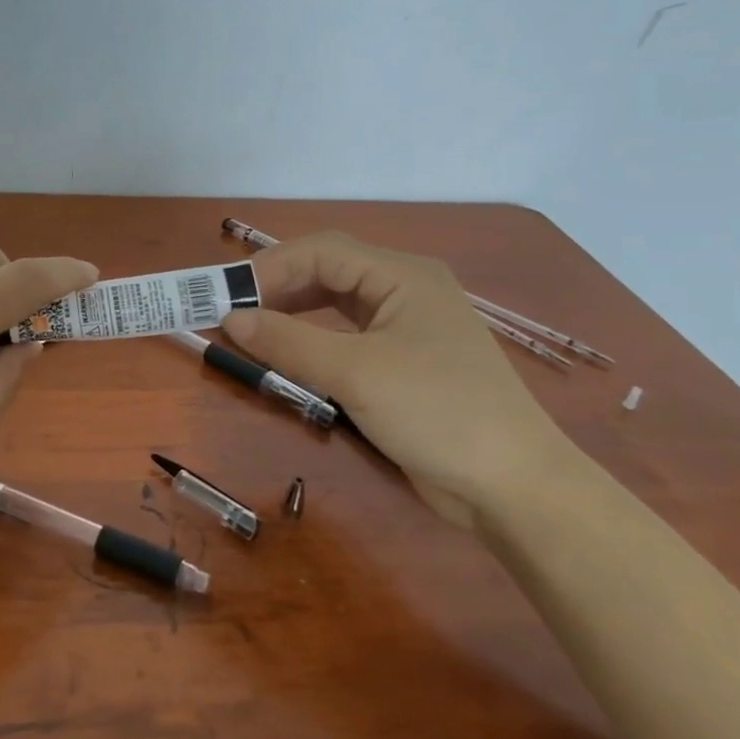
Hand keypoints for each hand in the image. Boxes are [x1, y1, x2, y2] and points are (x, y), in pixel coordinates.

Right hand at [219, 232, 577, 527]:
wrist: (513, 487)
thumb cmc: (437, 412)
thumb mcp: (355, 373)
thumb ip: (288, 341)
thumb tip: (230, 318)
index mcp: (403, 275)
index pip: (322, 252)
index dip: (270, 268)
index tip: (226, 296)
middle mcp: (405, 290)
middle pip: (329, 271)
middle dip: (278, 287)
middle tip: (232, 312)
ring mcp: (407, 327)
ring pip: (336, 303)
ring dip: (293, 312)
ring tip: (252, 329)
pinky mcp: (404, 362)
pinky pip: (347, 335)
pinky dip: (312, 339)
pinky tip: (290, 353)